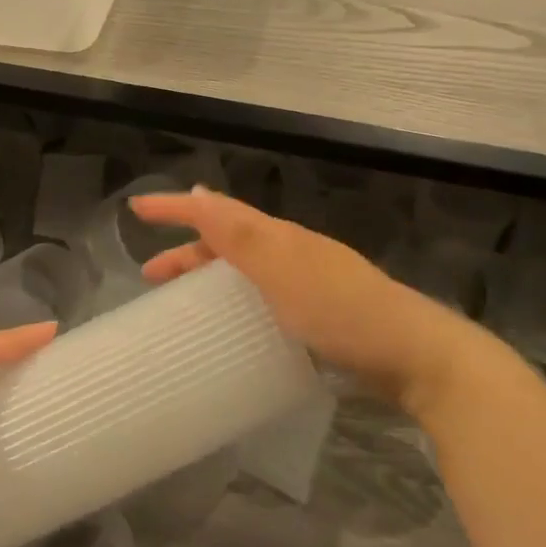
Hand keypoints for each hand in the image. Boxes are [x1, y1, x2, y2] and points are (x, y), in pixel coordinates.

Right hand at [132, 188, 482, 413]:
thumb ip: (239, 234)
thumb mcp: (282, 269)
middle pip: (227, 242)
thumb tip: (198, 191)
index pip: (216, 212)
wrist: (410, 355)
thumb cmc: (339, 310)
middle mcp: (288, 253)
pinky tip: (230, 330)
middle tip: (150, 276)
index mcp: (277, 237)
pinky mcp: (316, 316)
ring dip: (208, 278)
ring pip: (243, 271)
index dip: (175, 208)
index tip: (135, 208)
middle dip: (186, 252)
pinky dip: (235, 304)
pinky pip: (260, 299)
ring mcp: (305, 284)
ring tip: (181, 304)